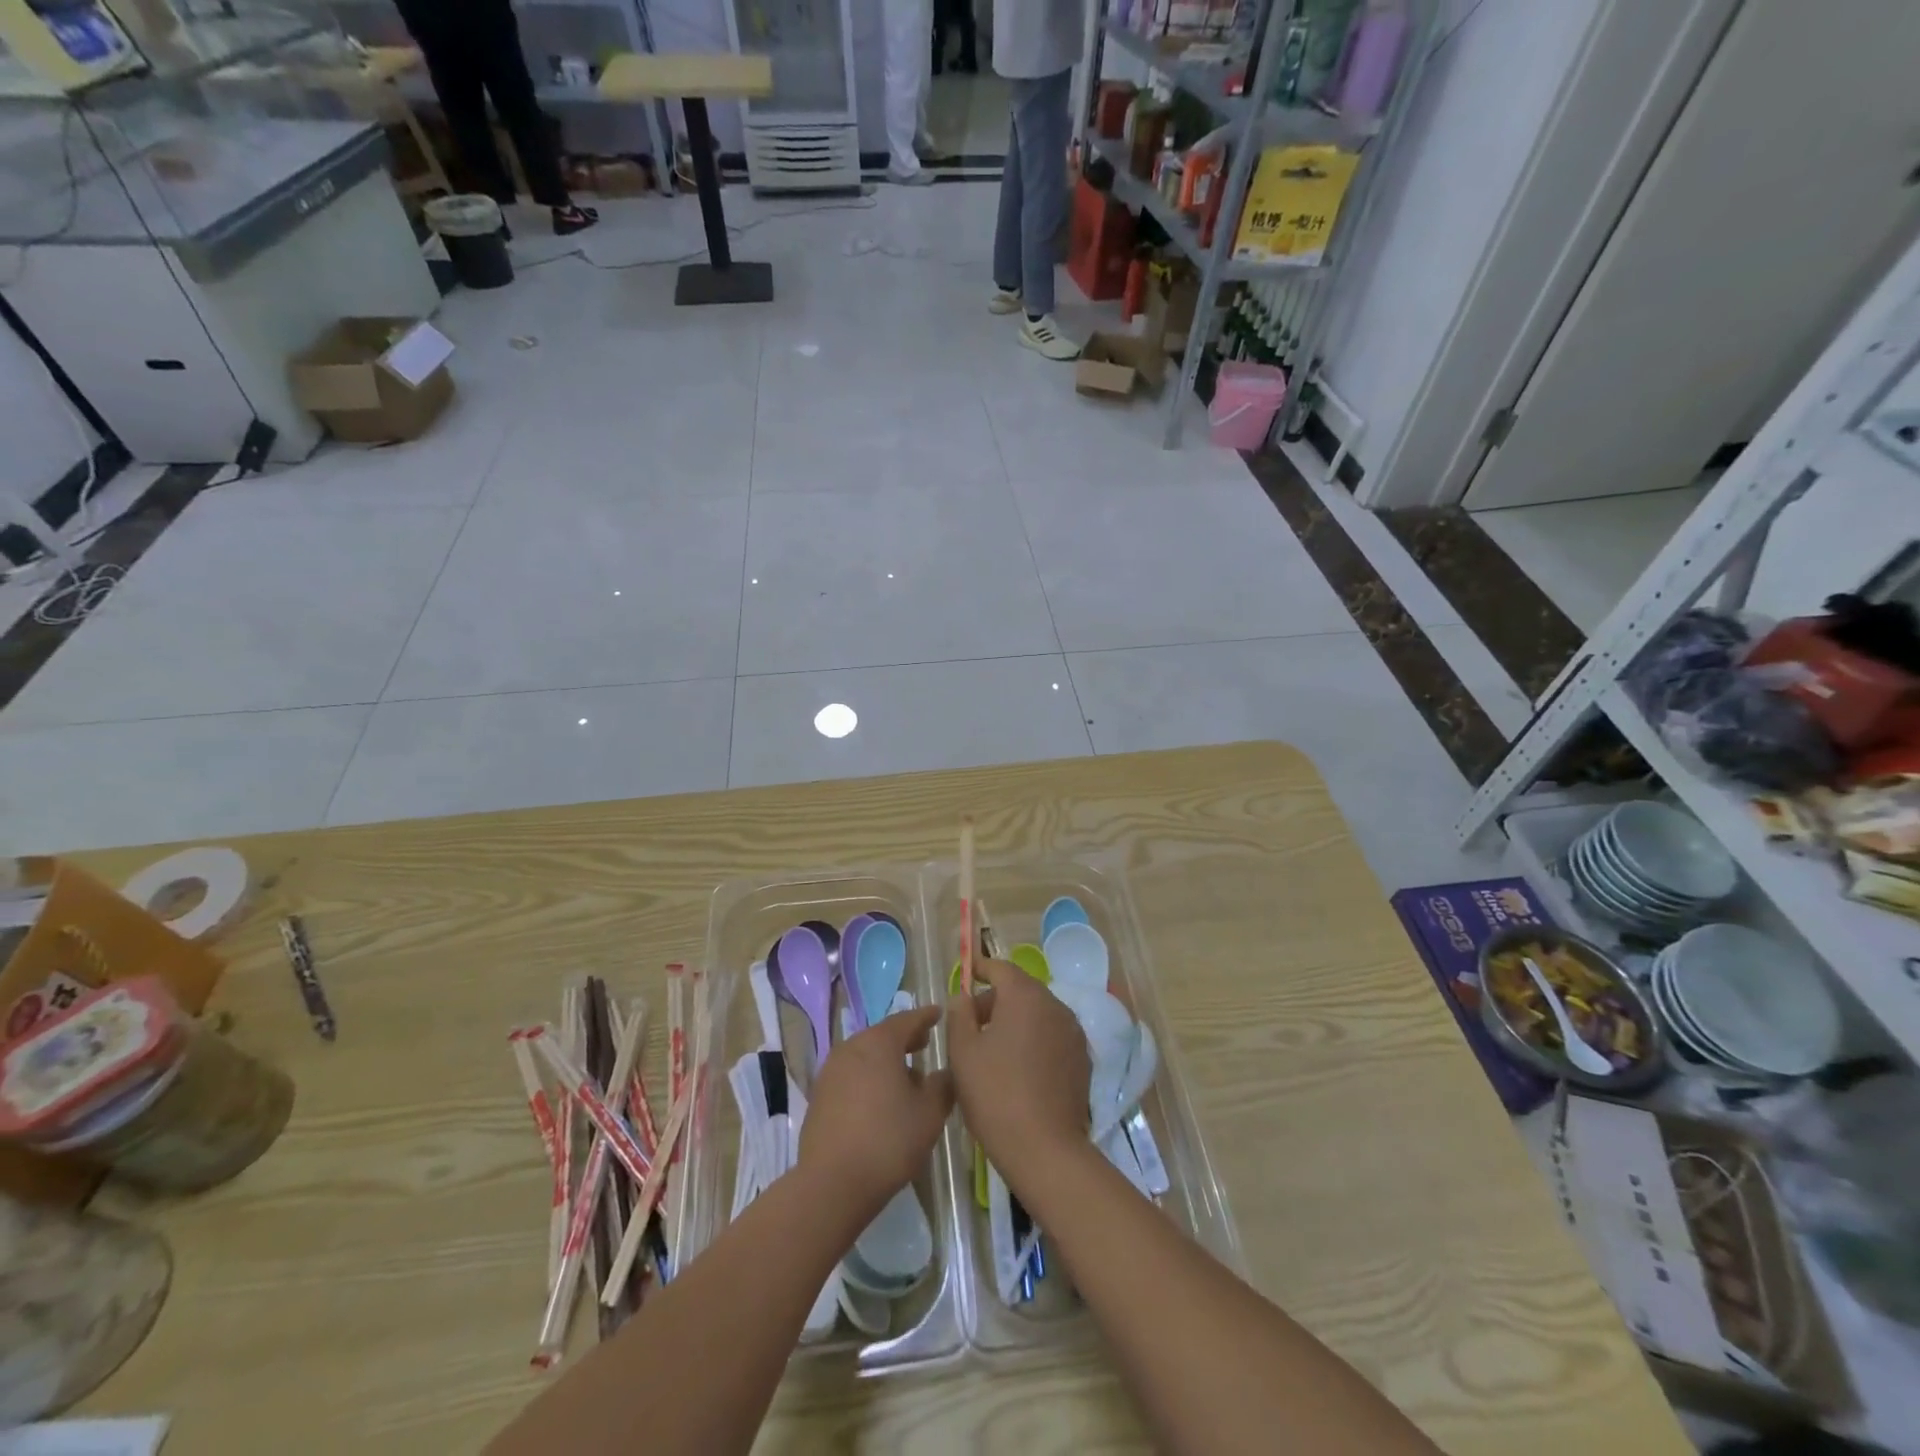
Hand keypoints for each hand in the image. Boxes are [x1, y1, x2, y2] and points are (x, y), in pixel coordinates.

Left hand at [797, 1004, 953, 1215]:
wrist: (832, 1183)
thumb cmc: (889, 1141)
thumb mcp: (930, 1113)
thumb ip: (942, 1085)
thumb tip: (944, 1073)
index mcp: (879, 1043)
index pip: (907, 1019)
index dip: (926, 1016)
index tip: (939, 1013)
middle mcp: (852, 1047)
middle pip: (883, 1035)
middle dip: (905, 1038)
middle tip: (924, 1042)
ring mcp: (831, 1071)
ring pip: (865, 1055)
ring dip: (885, 1059)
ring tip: (905, 1075)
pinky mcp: (819, 1096)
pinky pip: (851, 1074)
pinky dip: (868, 1077)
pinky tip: (880, 1099)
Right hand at [946, 958, 1090, 1186]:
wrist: (1045, 1149)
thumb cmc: (995, 1094)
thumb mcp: (962, 1052)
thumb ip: (959, 1014)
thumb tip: (962, 996)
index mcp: (1025, 996)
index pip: (1001, 968)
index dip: (981, 968)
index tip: (967, 972)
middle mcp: (1055, 1005)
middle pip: (1021, 990)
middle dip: (995, 1000)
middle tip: (970, 1024)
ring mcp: (1073, 1032)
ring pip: (1038, 1013)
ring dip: (1016, 1020)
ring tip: (993, 1048)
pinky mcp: (1082, 1059)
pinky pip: (1052, 1035)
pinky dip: (1034, 1039)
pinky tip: (1019, 1067)